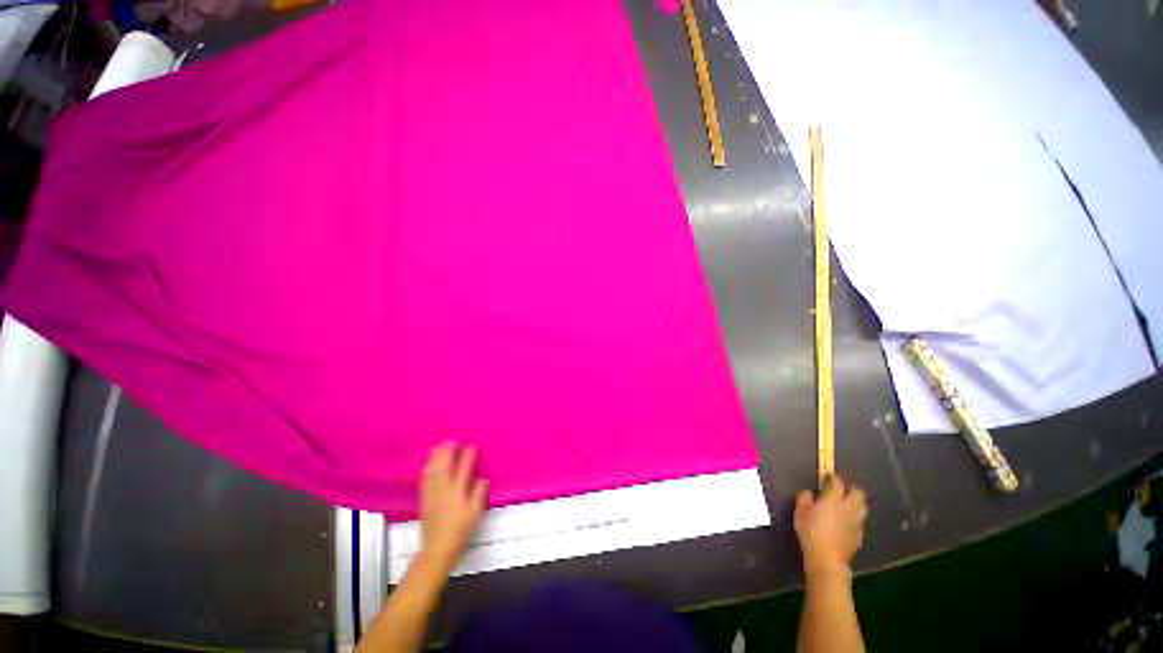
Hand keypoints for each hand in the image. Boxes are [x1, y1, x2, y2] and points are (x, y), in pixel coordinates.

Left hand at [419, 443, 488, 570]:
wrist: (437, 549)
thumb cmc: (460, 531)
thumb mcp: (475, 513)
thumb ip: (479, 494)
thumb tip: (483, 478)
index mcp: (458, 493)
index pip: (464, 469)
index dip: (468, 456)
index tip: (471, 446)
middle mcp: (444, 490)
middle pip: (444, 466)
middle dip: (447, 452)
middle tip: (451, 441)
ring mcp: (432, 494)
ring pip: (433, 470)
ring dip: (436, 457)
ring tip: (440, 446)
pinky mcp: (424, 499)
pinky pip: (425, 479)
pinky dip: (427, 468)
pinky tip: (428, 463)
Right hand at [793, 476, 867, 578]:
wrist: (827, 559)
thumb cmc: (811, 532)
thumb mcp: (800, 512)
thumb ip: (804, 498)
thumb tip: (809, 493)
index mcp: (834, 499)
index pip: (837, 482)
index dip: (832, 478)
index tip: (827, 478)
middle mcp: (849, 508)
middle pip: (858, 493)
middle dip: (851, 490)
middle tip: (841, 491)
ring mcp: (856, 523)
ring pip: (862, 508)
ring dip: (855, 505)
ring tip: (844, 507)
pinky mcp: (859, 536)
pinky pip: (859, 522)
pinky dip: (853, 520)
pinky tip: (844, 525)